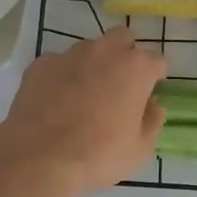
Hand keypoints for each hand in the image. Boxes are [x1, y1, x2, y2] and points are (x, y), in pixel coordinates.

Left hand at [0, 27, 166, 196]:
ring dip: (94, 63)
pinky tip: (57, 100)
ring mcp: (70, 54)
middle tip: (121, 83)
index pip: (157, 60)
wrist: (39, 158)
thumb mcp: (139, 149)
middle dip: (126, 54)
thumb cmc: (98, 155)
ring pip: (90, 48)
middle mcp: (105, 51)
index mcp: (136, 68)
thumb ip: (152, 121)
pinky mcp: (41, 64)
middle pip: (123, 38)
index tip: (151, 91)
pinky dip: (63, 76)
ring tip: (86, 93)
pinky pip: (59, 63)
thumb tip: (152, 106)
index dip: (156, 76)